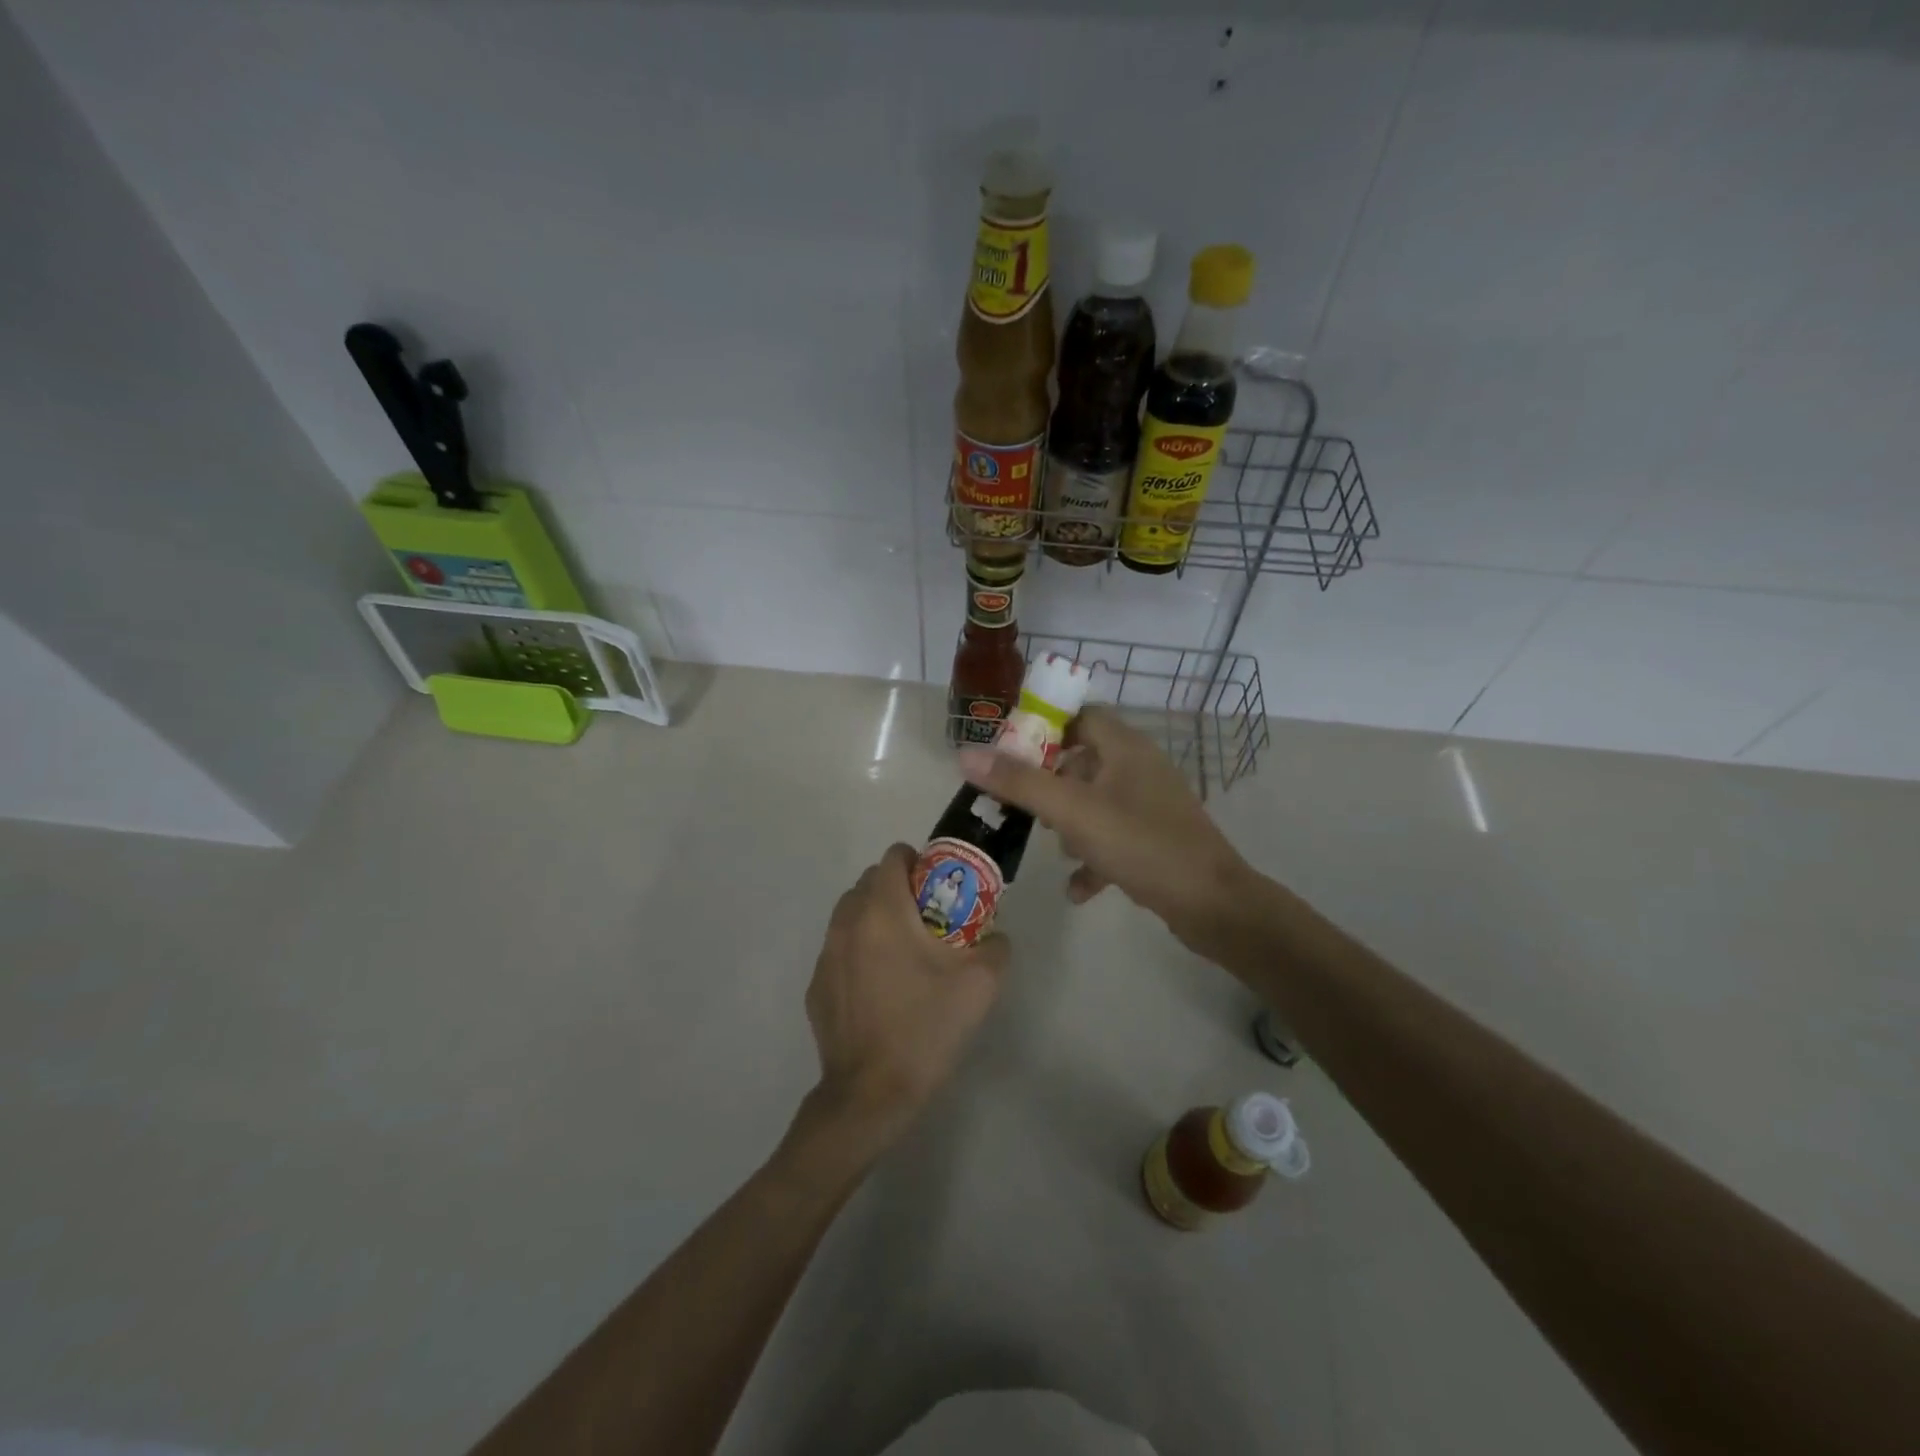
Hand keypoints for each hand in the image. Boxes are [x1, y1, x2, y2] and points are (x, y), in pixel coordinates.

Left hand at [803, 844, 1009, 1148]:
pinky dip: (858, 951)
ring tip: (902, 952)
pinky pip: (839, 949)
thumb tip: (993, 935)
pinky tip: (880, 987)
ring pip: (850, 914)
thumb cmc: (926, 1028)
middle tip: (927, 919)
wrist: (872, 1094)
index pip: (893, 857)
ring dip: (875, 917)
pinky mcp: (816, 986)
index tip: (938, 886)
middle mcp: (847, 923)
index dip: (918, 862)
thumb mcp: (981, 985)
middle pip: (869, 882)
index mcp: (883, 911)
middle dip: (897, 889)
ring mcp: (826, 955)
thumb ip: (995, 946)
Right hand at [958, 706, 1254, 958]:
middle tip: (1024, 806)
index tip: (1010, 753)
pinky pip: (1114, 837)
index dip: (1044, 728)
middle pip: (1083, 760)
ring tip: (1053, 846)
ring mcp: (1151, 805)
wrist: (1213, 905)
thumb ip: (1019, 783)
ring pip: (1096, 800)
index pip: (1079, 715)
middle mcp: (1140, 768)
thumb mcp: (1073, 812)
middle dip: (1050, 783)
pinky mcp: (1157, 839)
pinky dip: (1093, 857)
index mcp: (1125, 747)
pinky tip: (1078, 888)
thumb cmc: (1141, 845)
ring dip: (1070, 822)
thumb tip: (965, 754)